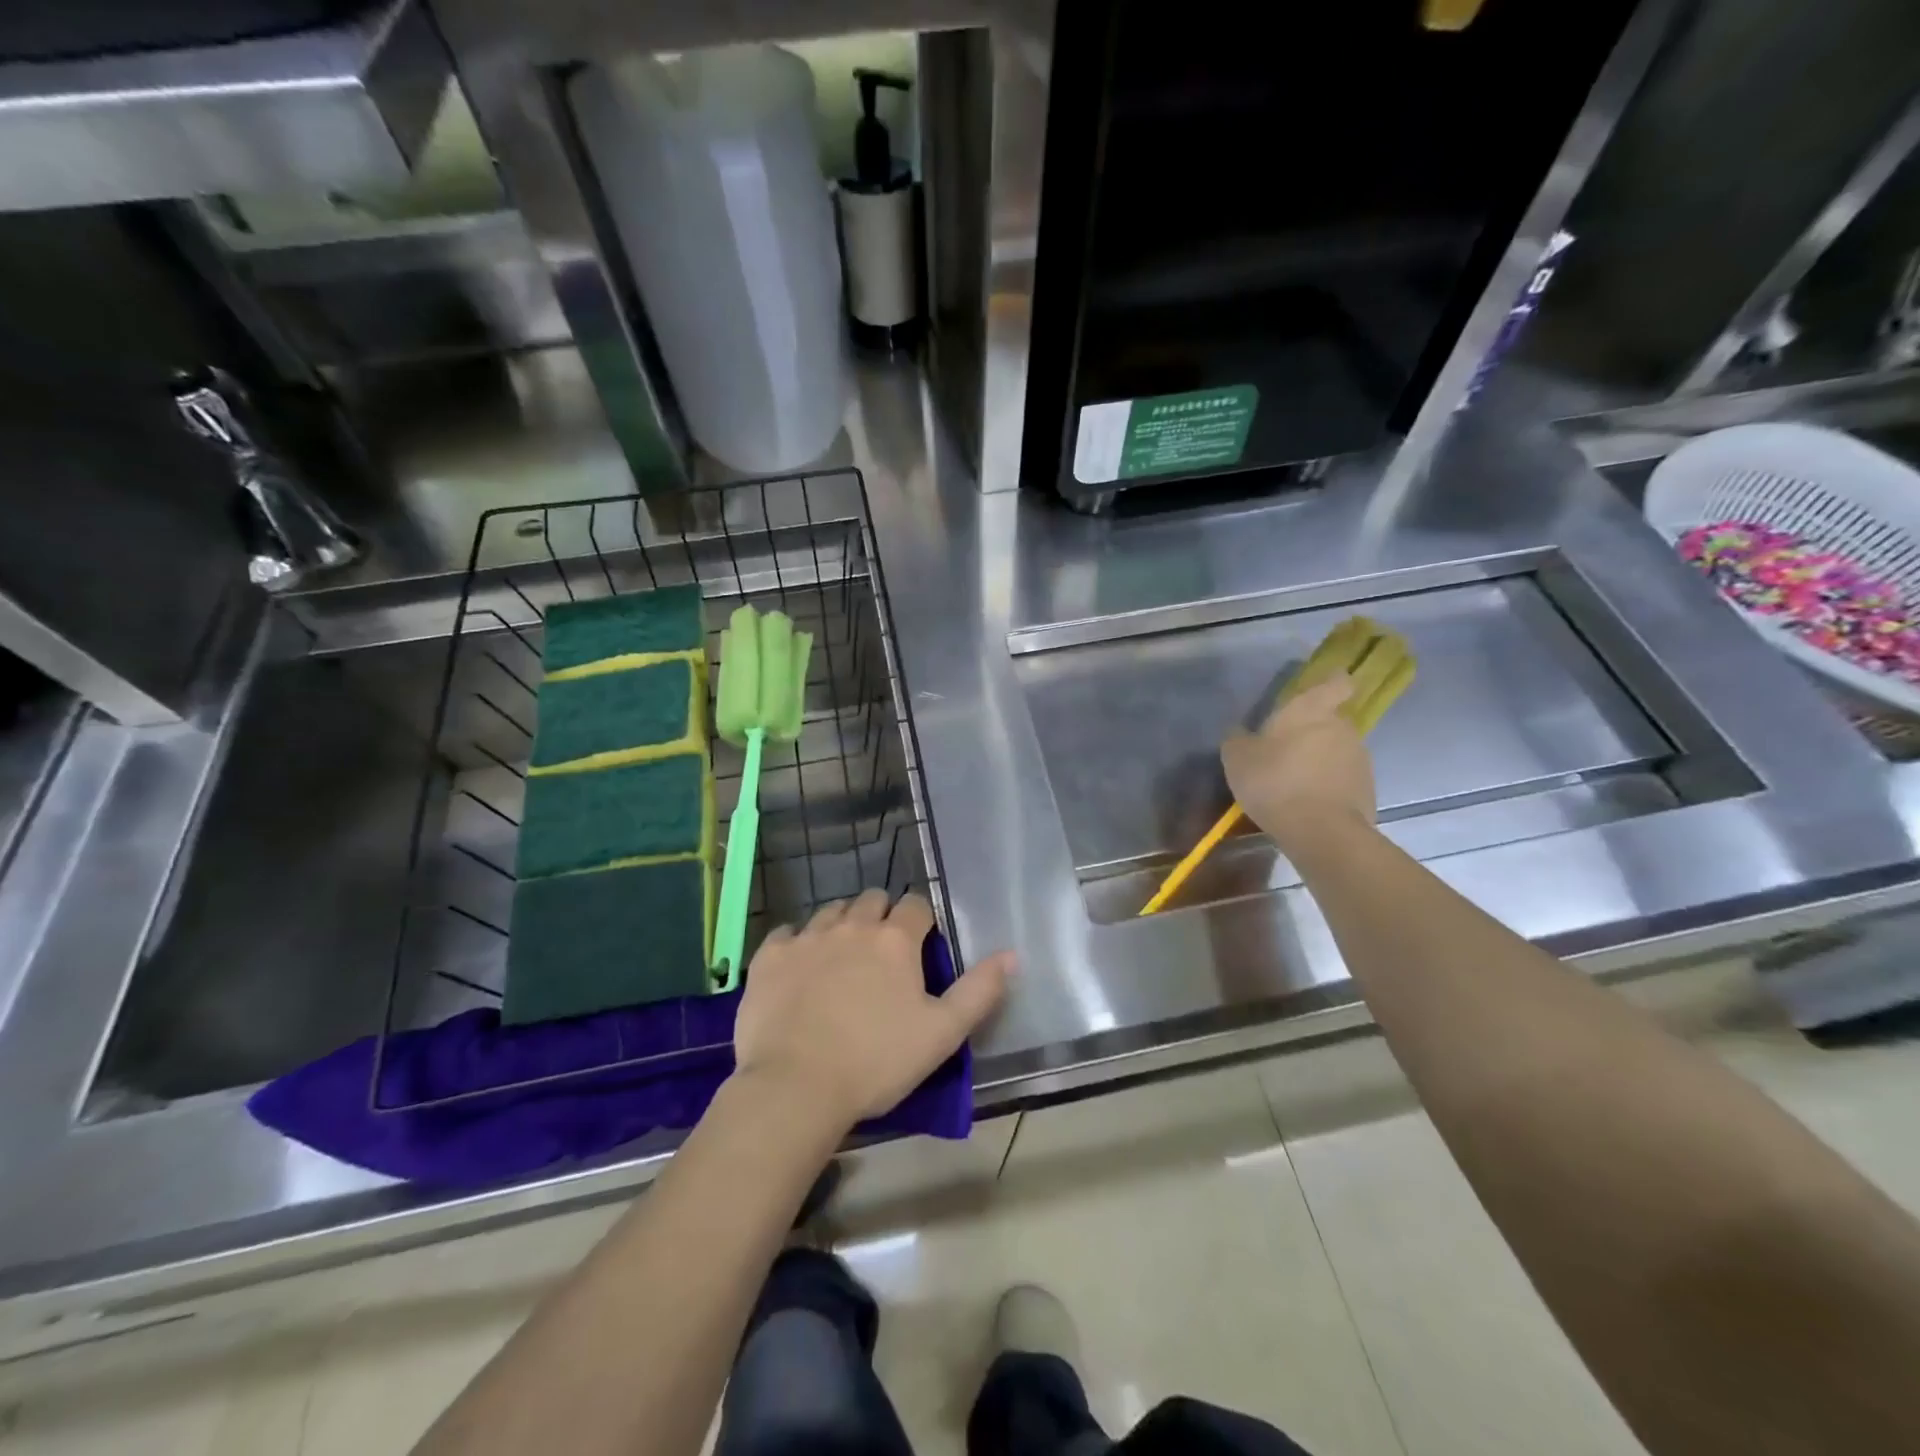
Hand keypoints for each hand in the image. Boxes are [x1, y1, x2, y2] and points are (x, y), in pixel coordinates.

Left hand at [732, 890, 1013, 1132]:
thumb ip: (980, 991)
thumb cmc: (877, 1062)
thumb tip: (1011, 954)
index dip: (922, 921)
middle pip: (871, 900)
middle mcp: (851, 925)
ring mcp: (806, 938)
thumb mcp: (942, 1033)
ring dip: (842, 925)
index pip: (916, 905)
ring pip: (830, 912)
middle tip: (883, 954)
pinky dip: (796, 943)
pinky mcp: (768, 957)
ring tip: (842, 959)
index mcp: (894, 939)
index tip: (922, 946)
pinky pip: (786, 934)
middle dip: (881, 917)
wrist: (794, 1088)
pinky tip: (799, 968)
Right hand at [1222, 675, 1376, 856]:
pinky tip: (1307, 804)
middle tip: (1287, 751)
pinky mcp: (1367, 789)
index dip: (1332, 684)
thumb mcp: (1237, 758)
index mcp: (1311, 710)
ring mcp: (1359, 759)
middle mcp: (1342, 727)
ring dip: (1320, 761)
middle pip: (1332, 721)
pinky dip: (1328, 787)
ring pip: (1338, 751)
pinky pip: (1343, 780)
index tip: (1324, 689)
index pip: (1335, 683)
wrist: (1320, 831)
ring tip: (1295, 784)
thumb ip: (1238, 739)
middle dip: (1313, 732)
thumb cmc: (1275, 781)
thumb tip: (1241, 733)